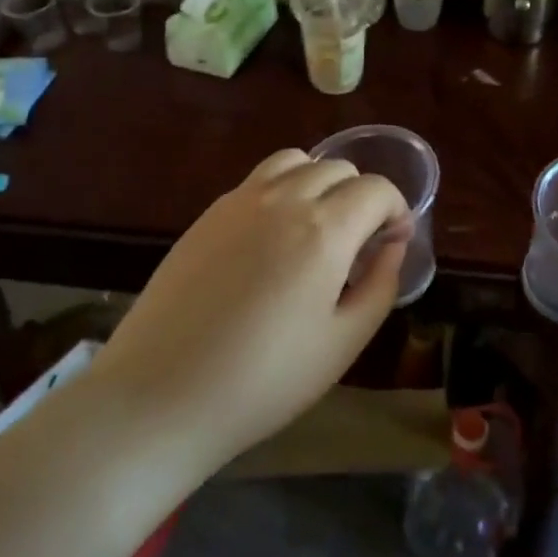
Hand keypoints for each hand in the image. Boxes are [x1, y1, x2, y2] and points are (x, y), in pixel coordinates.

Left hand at [93, 149, 408, 477]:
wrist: (160, 395)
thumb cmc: (264, 380)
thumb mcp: (343, 343)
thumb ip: (381, 285)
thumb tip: (394, 246)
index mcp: (324, 230)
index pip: (376, 189)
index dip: (396, 210)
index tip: (394, 241)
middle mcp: (283, 199)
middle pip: (339, 168)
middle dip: (362, 196)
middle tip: (359, 243)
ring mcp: (239, 201)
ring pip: (296, 161)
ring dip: (320, 182)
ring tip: (318, 227)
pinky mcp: (208, 214)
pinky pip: (258, 180)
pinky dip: (282, 190)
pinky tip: (273, 238)